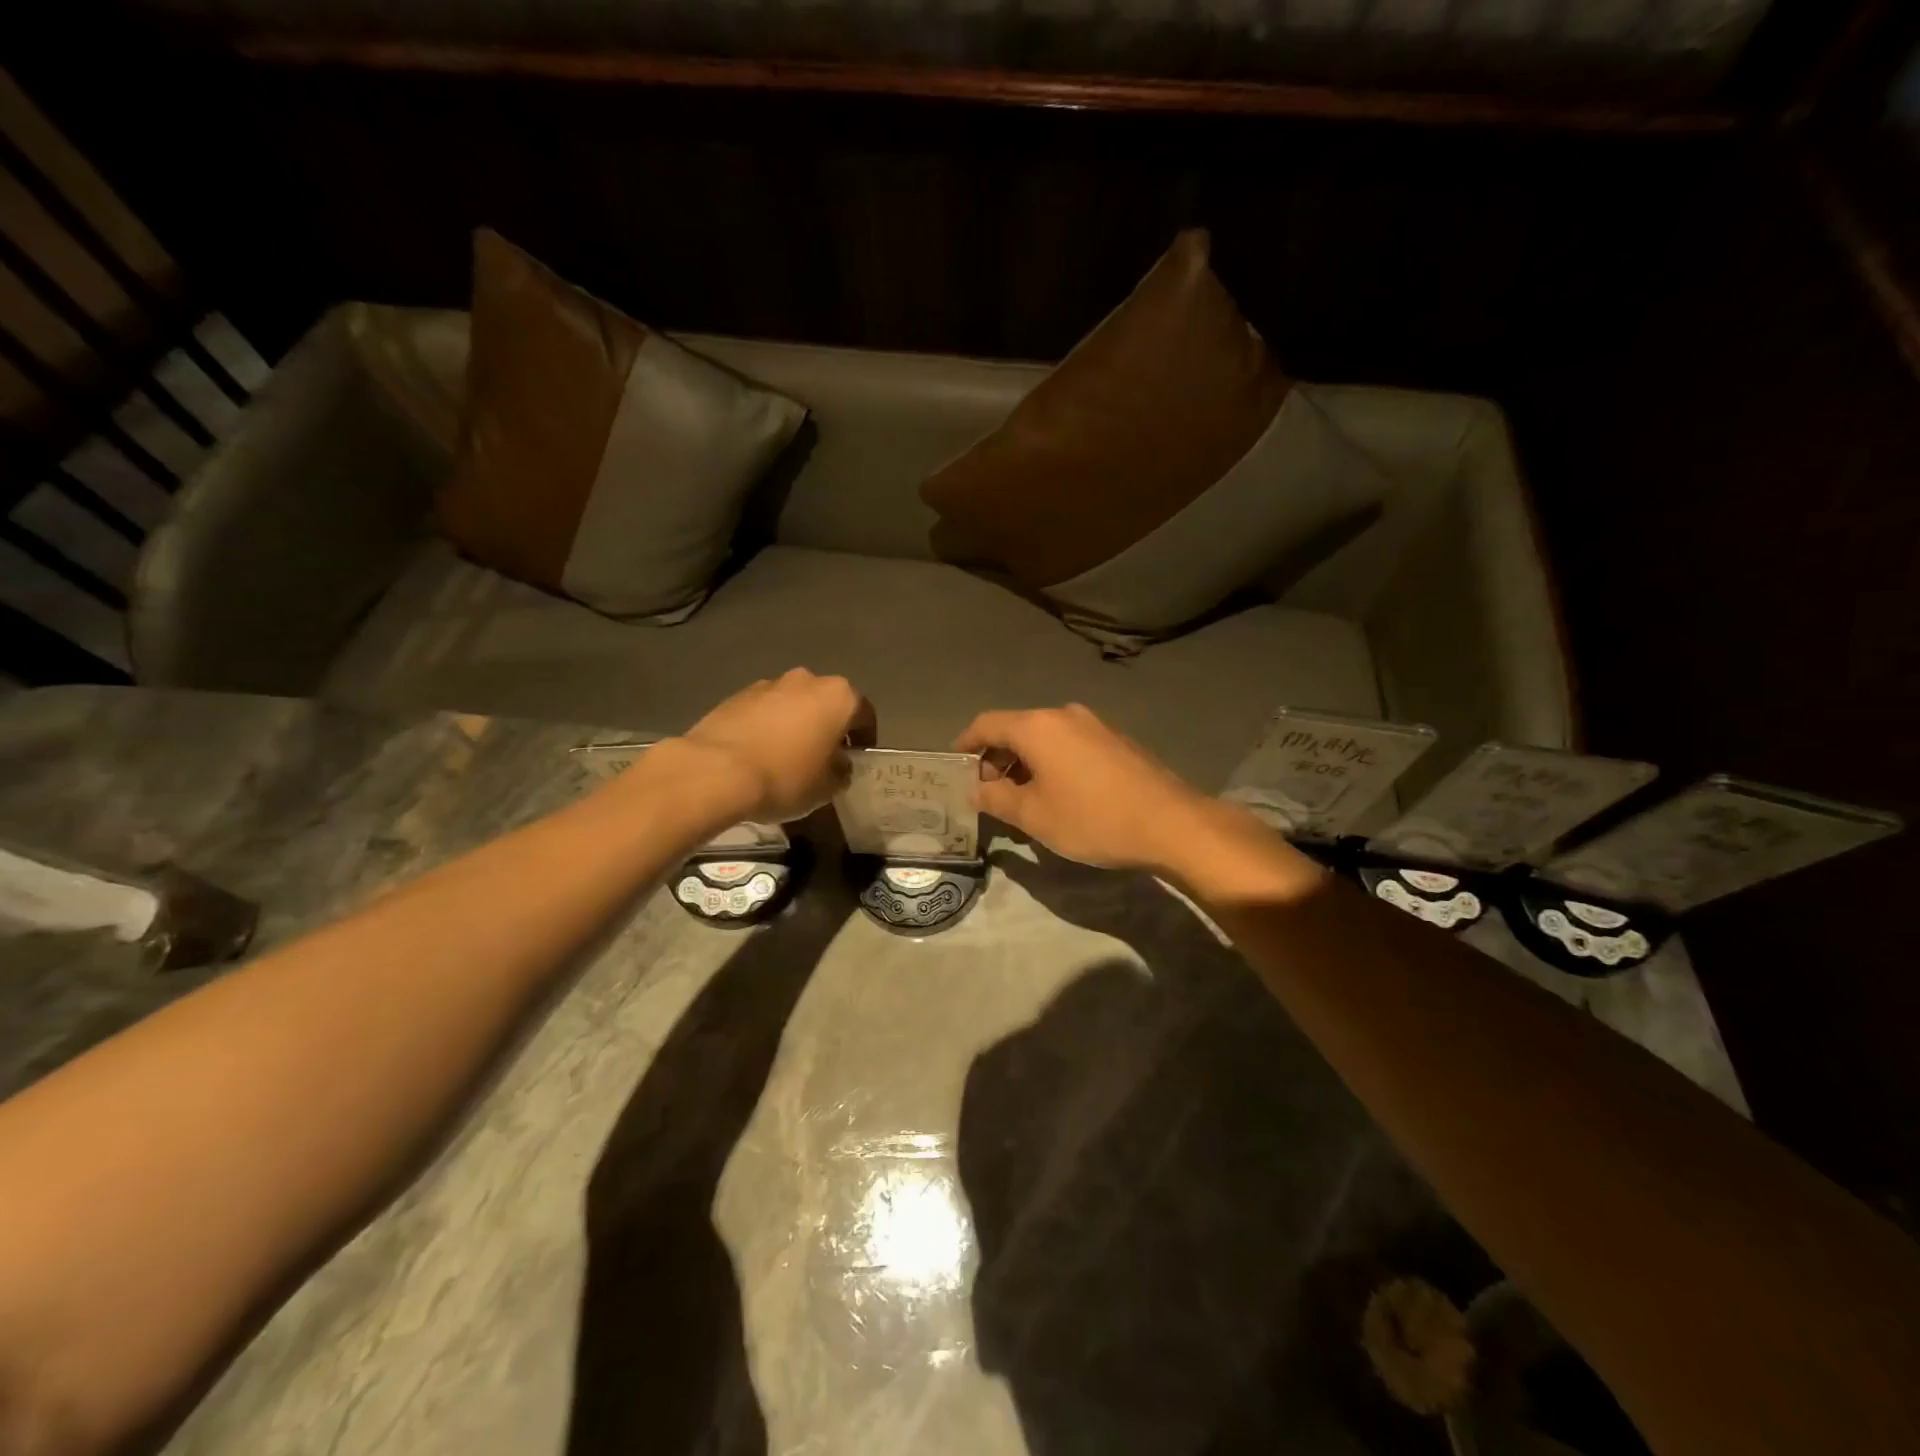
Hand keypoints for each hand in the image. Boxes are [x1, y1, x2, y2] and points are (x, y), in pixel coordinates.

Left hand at [646, 669, 875, 826]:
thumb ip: (841, 771)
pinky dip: (767, 727)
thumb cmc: (786, 778)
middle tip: (823, 757)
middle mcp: (807, 680)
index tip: (857, 758)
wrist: (716, 772)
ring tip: (787, 757)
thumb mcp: (826, 788)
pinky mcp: (736, 695)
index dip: (864, 738)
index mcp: (839, 697)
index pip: (864, 714)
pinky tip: (759, 754)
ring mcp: (769, 684)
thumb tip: (838, 765)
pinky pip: (764, 711)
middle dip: (828, 726)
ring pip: (793, 704)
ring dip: (796, 724)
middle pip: (826, 703)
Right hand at [955, 704, 1215, 870]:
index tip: (956, 769)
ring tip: (1021, 799)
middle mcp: (1064, 715)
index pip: (986, 724)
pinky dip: (1052, 762)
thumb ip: (996, 800)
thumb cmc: (1092, 818)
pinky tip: (1058, 793)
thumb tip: (975, 791)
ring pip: (1045, 738)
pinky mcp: (1116, 740)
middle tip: (988, 793)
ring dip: (1025, 763)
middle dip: (996, 759)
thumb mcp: (1034, 816)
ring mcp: (1094, 724)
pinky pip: (1070, 744)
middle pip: (1016, 729)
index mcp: (1037, 726)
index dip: (966, 745)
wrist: (1170, 823)